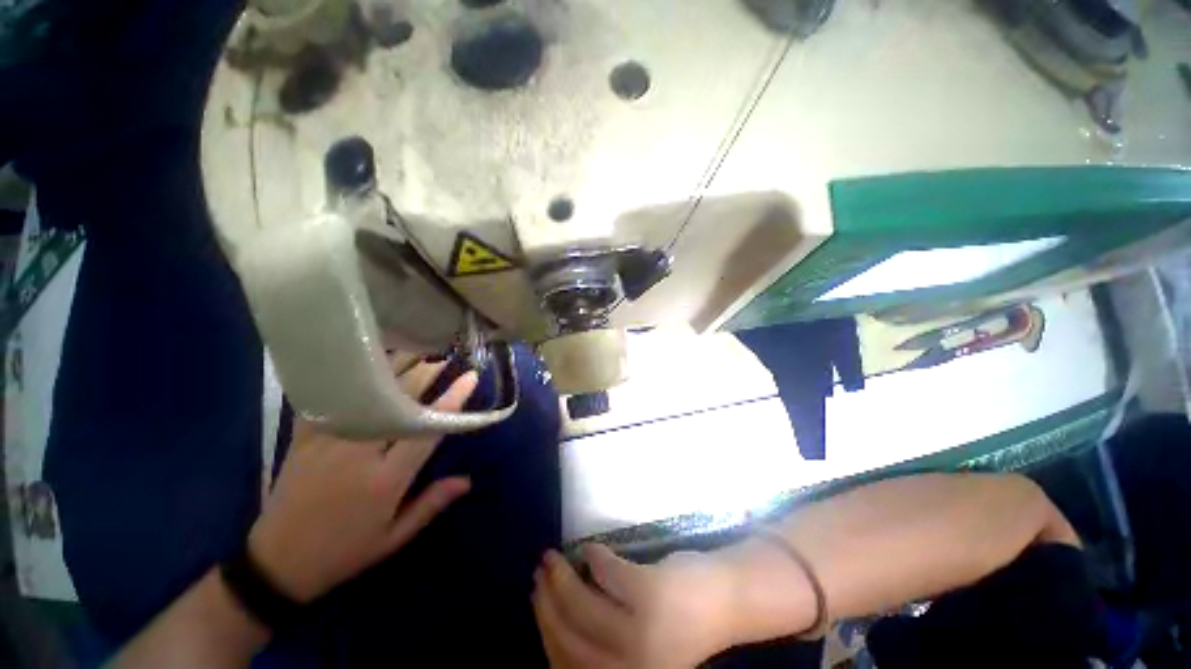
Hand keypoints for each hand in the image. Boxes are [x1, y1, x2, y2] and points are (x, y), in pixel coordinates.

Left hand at [248, 358, 477, 602]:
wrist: (276, 563)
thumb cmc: (345, 551)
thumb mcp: (393, 538)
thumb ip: (431, 504)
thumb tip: (467, 480)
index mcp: (386, 479)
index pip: (427, 429)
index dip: (452, 400)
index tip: (470, 377)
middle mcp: (359, 453)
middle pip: (400, 402)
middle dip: (427, 373)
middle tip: (446, 354)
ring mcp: (328, 441)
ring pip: (368, 393)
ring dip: (395, 368)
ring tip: (416, 348)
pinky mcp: (305, 437)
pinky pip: (329, 397)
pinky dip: (348, 377)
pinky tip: (363, 360)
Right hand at [532, 545, 739, 668]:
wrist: (729, 600)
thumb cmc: (685, 622)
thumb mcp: (641, 645)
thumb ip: (606, 641)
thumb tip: (562, 612)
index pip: (567, 665)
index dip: (546, 632)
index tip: (536, 601)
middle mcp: (631, 668)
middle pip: (569, 638)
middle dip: (547, 603)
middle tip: (539, 573)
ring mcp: (641, 632)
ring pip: (582, 606)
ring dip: (561, 577)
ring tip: (552, 557)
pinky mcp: (649, 594)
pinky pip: (607, 572)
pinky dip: (594, 557)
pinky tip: (590, 548)